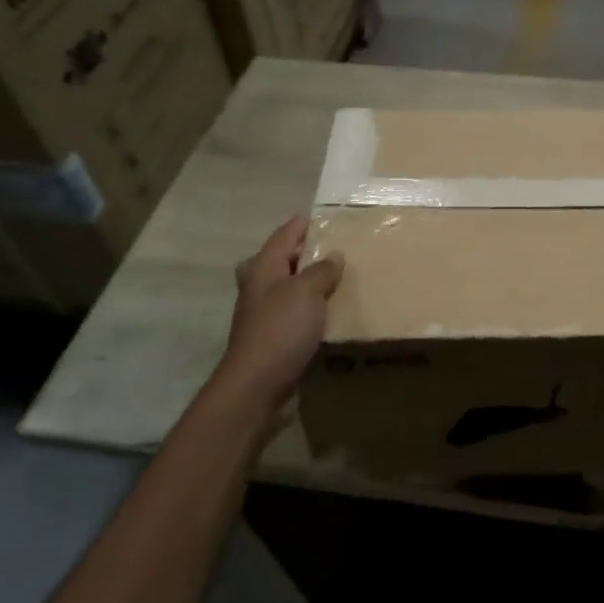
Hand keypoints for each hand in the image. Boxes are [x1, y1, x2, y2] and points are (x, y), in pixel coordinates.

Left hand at [214, 216, 343, 428]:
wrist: (258, 387)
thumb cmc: (280, 330)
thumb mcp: (306, 292)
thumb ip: (322, 271)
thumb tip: (334, 256)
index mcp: (263, 268)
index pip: (285, 235)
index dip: (304, 224)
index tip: (329, 215)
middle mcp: (261, 288)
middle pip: (285, 261)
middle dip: (308, 253)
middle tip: (340, 248)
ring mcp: (267, 315)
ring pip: (293, 289)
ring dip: (314, 283)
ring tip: (345, 278)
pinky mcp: (277, 339)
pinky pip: (300, 316)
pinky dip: (316, 310)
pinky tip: (337, 313)